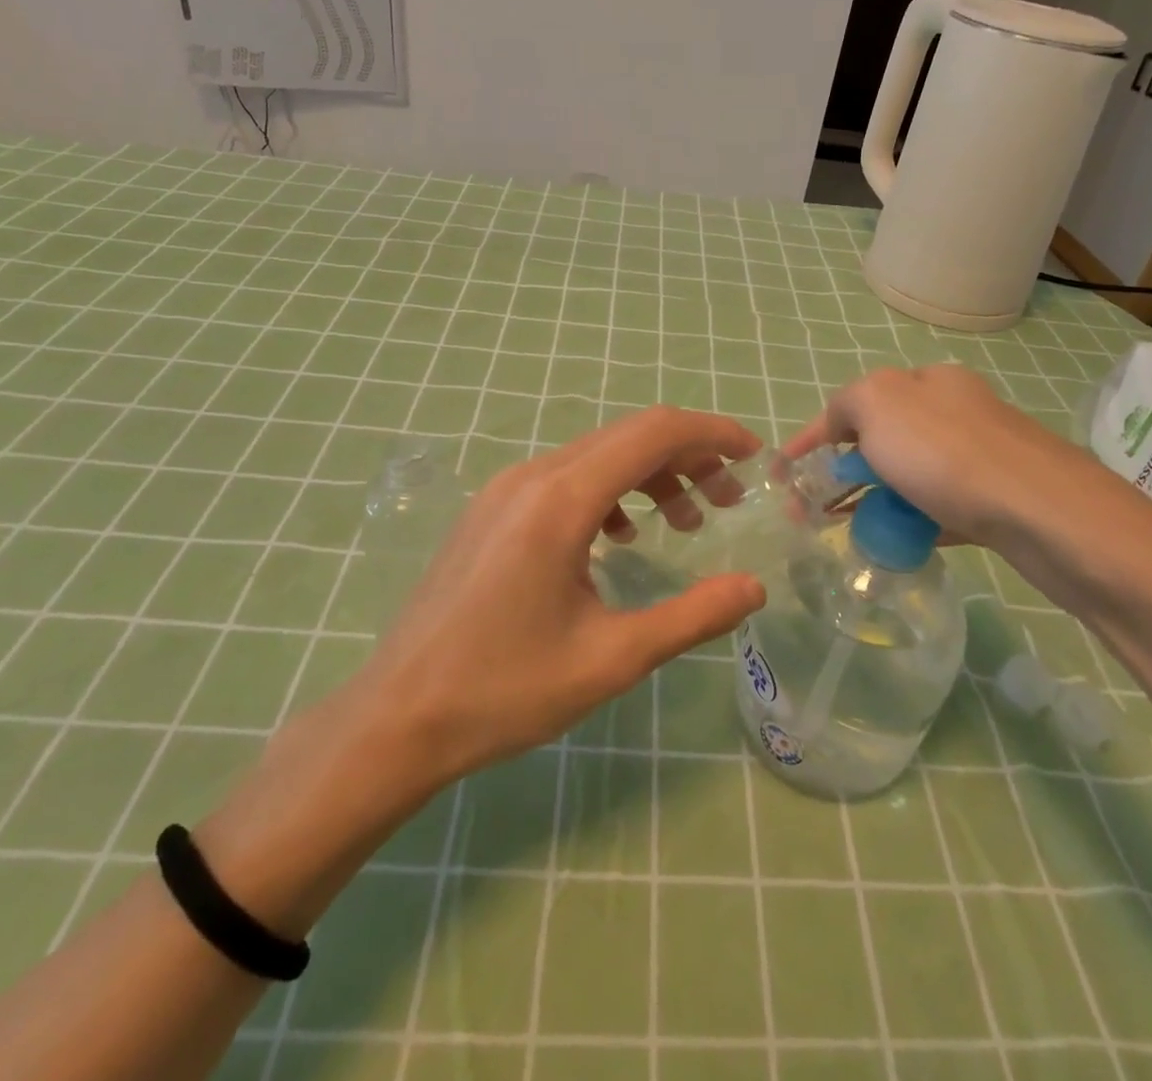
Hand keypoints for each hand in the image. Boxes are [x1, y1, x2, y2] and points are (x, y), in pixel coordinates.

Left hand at [349, 405, 767, 785]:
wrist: (396, 718)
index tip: (755, 456)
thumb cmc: (505, 691)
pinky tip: (620, 537)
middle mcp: (532, 475)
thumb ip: (692, 617)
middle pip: (628, 436)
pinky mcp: (491, 509)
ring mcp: (505, 489)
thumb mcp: (612, 658)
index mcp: (562, 499)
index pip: (654, 432)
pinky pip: (565, 478)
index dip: (713, 434)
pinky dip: (609, 491)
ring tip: (685, 520)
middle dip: (689, 456)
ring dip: (650, 474)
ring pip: (596, 455)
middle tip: (730, 499)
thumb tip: (754, 589)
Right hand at [784, 364, 1151, 607]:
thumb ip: (846, 406)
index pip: (853, 402)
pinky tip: (894, 542)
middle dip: (842, 470)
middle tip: (812, 508)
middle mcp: (955, 409)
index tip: (782, 472)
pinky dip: (910, 520)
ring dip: (873, 497)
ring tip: (846, 530)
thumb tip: (844, 427)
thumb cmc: (947, 454)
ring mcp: (980, 455)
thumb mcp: (877, 405)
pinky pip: (938, 506)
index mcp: (925, 381)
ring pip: (910, 475)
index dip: (812, 436)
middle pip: (882, 439)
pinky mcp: (996, 498)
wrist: (1045, 513)